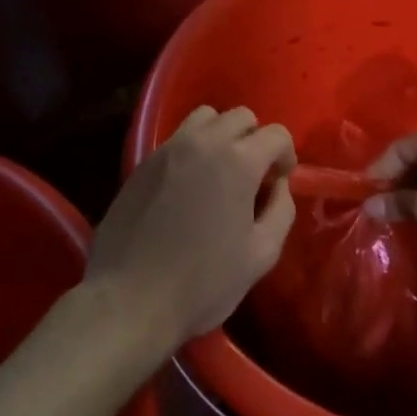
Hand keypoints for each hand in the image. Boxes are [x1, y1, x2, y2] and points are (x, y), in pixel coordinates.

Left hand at [86, 106, 296, 351]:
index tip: (279, 182)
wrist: (130, 298)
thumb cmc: (203, 282)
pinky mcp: (142, 162)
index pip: (276, 134)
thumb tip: (279, 186)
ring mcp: (168, 149)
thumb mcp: (261, 254)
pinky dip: (192, 149)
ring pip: (205, 118)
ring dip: (221, 135)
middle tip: (252, 176)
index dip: (286, 155)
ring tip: (219, 172)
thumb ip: (281, 210)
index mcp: (238, 161)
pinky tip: (188, 186)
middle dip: (254, 140)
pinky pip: (177, 138)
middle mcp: (203, 142)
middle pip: (240, 116)